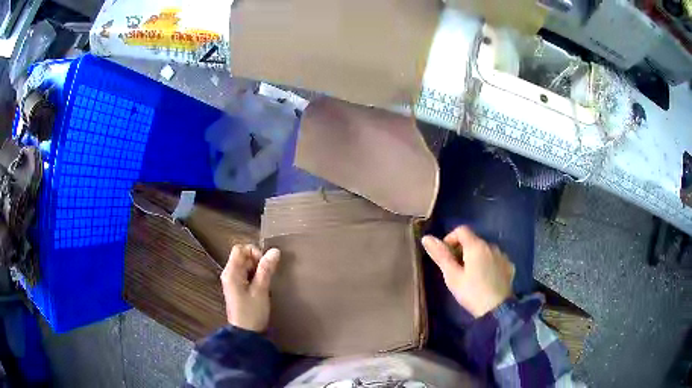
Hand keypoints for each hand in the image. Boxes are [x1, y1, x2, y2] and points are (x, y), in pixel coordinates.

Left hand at [220, 244, 280, 331]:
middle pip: (243, 257)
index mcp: (231, 272)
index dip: (254, 252)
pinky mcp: (237, 289)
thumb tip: (275, 251)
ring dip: (257, 270)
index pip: (240, 249)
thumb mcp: (261, 290)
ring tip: (266, 283)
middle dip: (257, 262)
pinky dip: (255, 277)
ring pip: (245, 266)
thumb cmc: (252, 312)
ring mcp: (232, 282)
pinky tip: (262, 288)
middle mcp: (229, 274)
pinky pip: (246, 275)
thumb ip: (266, 269)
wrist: (246, 334)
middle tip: (268, 275)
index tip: (265, 264)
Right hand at [422, 226, 514, 317]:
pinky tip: (486, 279)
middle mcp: (491, 246)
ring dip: (476, 258)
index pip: (461, 230)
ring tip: (471, 276)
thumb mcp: (452, 276)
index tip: (446, 256)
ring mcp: (503, 256)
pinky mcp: (509, 266)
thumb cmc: (472, 292)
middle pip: (474, 240)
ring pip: (485, 250)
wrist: (497, 309)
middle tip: (456, 270)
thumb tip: (426, 238)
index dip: (450, 239)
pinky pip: (496, 260)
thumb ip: (441, 255)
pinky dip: (489, 264)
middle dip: (462, 251)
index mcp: (476, 246)